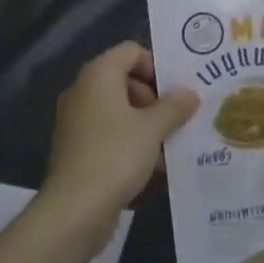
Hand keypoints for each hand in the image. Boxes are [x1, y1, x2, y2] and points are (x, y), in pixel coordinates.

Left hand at [40, 42, 198, 243]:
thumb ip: (174, 107)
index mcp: (98, 75)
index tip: (176, 91)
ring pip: (119, 111)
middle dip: (154, 99)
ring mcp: (77, 121)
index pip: (131, 51)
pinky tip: (152, 168)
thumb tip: (189, 94)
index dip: (156, 66)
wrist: (74, 210)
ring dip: (146, 125)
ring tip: (170, 147)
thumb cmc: (116, 155)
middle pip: (125, 80)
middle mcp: (83, 91)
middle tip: (176, 119)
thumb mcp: (153, 129)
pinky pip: (109, 135)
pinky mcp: (77, 149)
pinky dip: (130, 144)